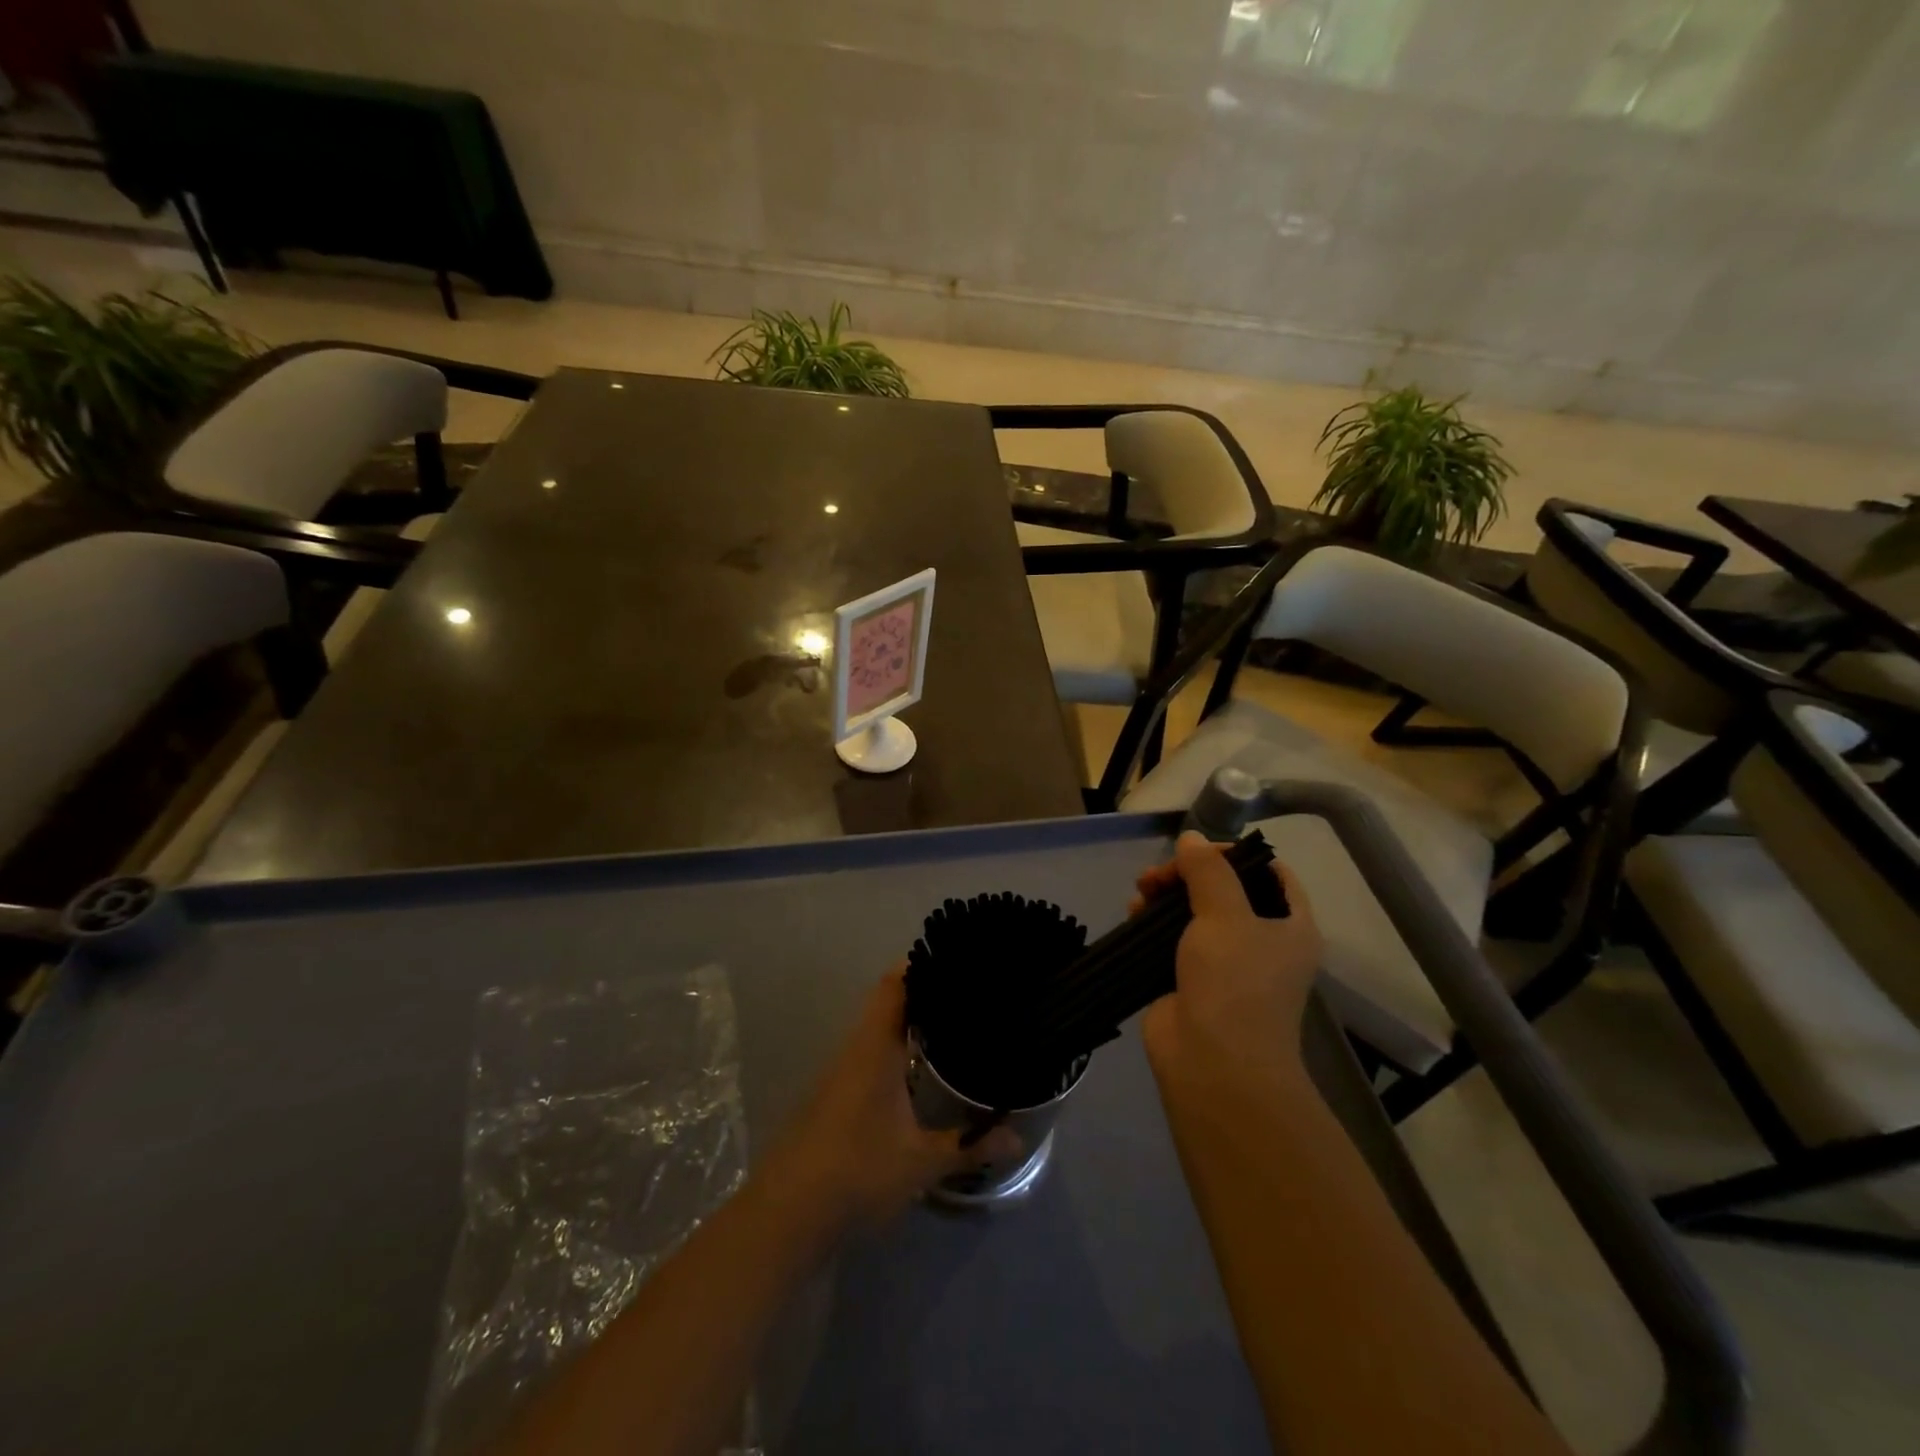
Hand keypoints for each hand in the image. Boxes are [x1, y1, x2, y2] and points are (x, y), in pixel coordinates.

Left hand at [765, 968, 1019, 1233]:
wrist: (787, 1213)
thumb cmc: (858, 1172)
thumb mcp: (922, 1162)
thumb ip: (970, 1147)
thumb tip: (1017, 1138)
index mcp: (876, 1046)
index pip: (895, 984)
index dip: (921, 965)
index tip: (955, 959)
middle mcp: (856, 1048)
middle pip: (888, 1001)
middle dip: (924, 992)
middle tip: (966, 993)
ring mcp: (841, 1071)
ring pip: (877, 1028)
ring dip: (908, 1020)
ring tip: (951, 1023)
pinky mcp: (834, 1095)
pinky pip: (870, 1052)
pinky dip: (895, 1047)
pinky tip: (918, 1069)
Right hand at [1136, 832, 1323, 1094]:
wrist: (1214, 1066)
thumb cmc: (1234, 984)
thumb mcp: (1225, 915)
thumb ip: (1208, 871)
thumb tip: (1191, 838)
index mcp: (1290, 925)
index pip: (1270, 874)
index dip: (1235, 855)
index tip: (1197, 851)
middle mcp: (1262, 942)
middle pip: (1225, 890)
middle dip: (1189, 874)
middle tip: (1156, 876)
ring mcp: (1225, 964)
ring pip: (1195, 913)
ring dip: (1167, 896)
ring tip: (1140, 894)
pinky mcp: (1191, 981)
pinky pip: (1173, 939)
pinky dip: (1154, 923)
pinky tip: (1133, 915)